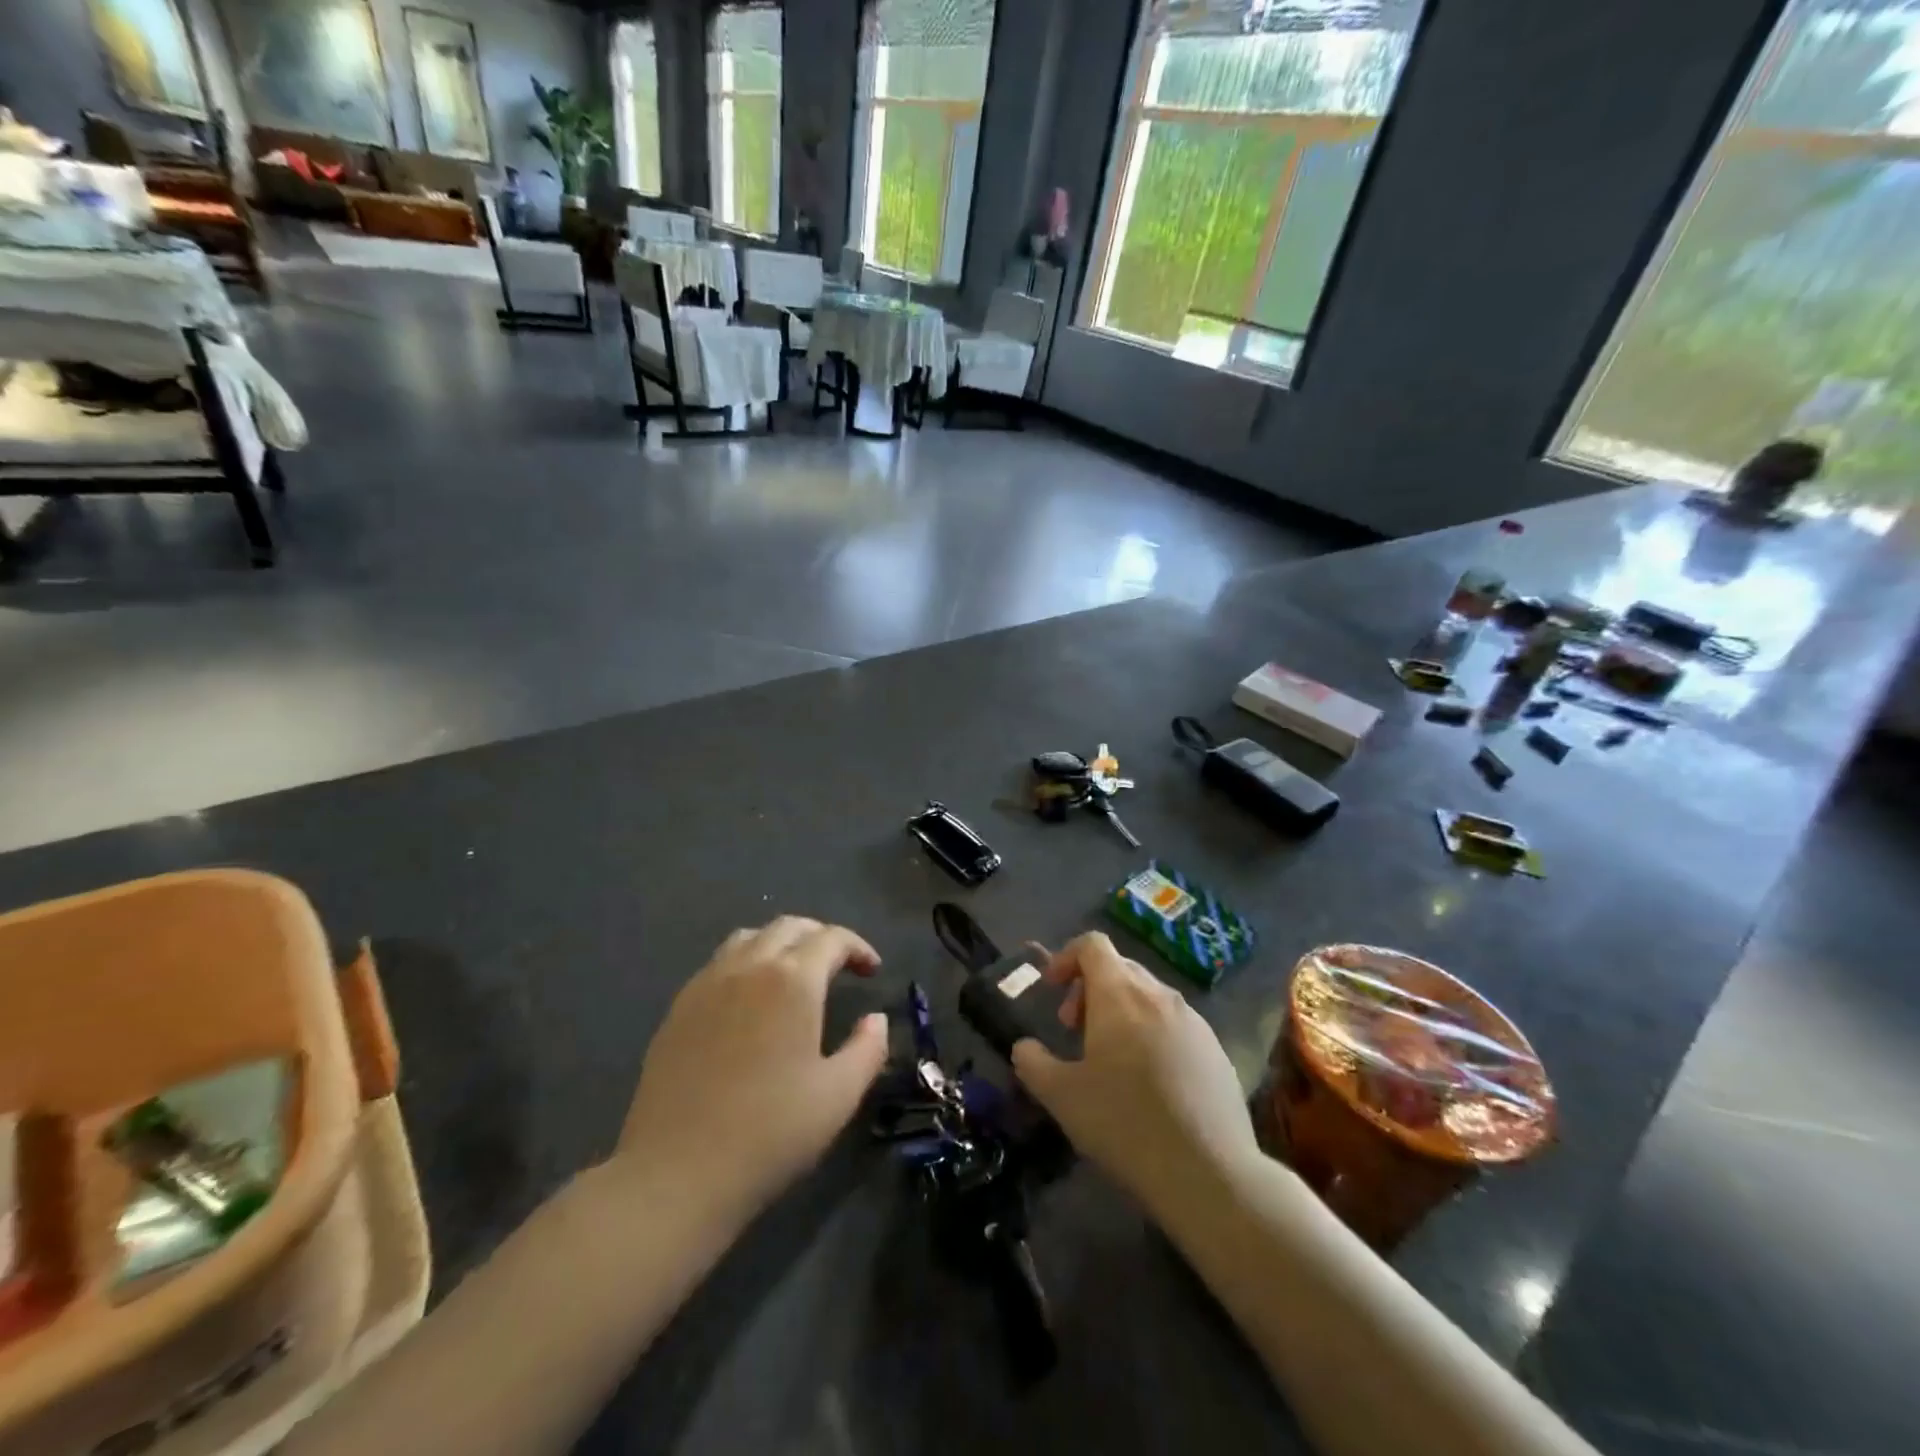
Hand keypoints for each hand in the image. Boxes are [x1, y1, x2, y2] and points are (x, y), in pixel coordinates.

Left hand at [609, 917, 889, 1225]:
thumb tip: (876, 1019)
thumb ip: (868, 1049)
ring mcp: (707, 984)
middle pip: (789, 927)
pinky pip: (718, 964)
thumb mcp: (839, 1095)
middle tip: (839, 965)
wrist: (676, 1173)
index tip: (872, 970)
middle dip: (820, 937)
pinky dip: (745, 963)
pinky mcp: (678, 1008)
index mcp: (793, 980)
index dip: (858, 948)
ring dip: (779, 943)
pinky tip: (749, 1001)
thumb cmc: (770, 1132)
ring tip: (793, 974)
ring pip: (749, 938)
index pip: (832, 939)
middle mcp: (749, 966)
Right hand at [1011, 933, 1260, 1220]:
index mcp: (1120, 994)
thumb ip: (1033, 1063)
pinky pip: (1175, 1024)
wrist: (1210, 1174)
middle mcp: (1159, 995)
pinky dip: (1152, 1034)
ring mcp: (1194, 1021)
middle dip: (1090, 989)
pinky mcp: (1216, 1050)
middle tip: (1074, 1030)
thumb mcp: (1062, 1097)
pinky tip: (1150, 1084)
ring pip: (1149, 996)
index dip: (1066, 957)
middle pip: (1120, 968)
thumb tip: (1025, 1047)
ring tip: (1111, 1060)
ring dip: (1122, 1012)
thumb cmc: (1125, 1124)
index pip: (1092, 944)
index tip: (1051, 990)